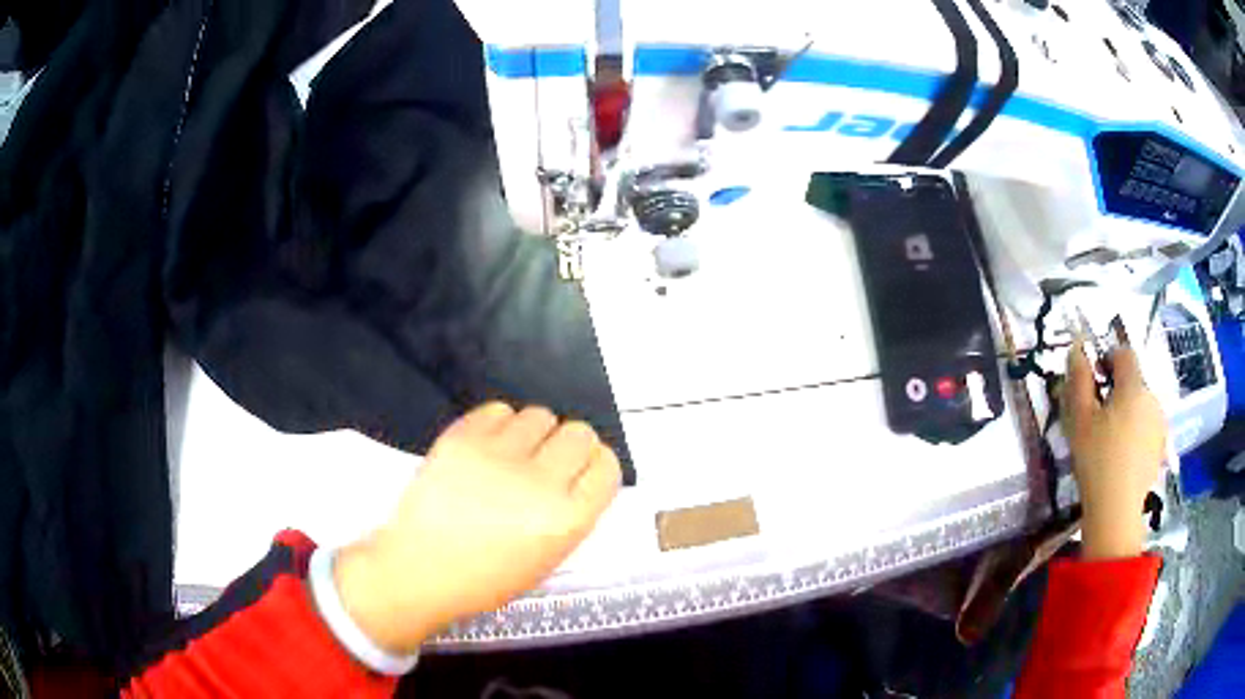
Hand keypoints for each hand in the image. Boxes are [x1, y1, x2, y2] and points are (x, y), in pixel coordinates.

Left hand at [333, 402, 621, 653]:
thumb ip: (572, 513)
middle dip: (569, 446)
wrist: (421, 570)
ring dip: (533, 433)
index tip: (581, 470)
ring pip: (540, 414)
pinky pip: (498, 409)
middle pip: (580, 433)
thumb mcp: (549, 558)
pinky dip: (498, 424)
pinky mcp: (461, 438)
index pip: (606, 466)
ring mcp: (498, 455)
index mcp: (567, 519)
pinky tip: (487, 448)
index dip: (595, 466)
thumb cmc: (487, 577)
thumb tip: (578, 474)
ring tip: (512, 455)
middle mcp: (539, 482)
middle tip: (546, 462)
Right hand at [1061, 338, 1166, 560]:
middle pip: (1134, 381)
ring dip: (1128, 413)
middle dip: (1117, 391)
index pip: (1124, 354)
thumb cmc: (1096, 460)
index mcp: (1133, 385)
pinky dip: (1137, 434)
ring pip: (1142, 406)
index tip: (1094, 379)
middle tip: (1098, 418)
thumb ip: (1078, 380)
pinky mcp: (1161, 448)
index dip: (1108, 358)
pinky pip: (1148, 428)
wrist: (1117, 511)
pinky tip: (1123, 458)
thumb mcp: (1079, 419)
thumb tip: (1077, 349)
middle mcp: (1152, 397)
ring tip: (1111, 441)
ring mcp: (1160, 424)